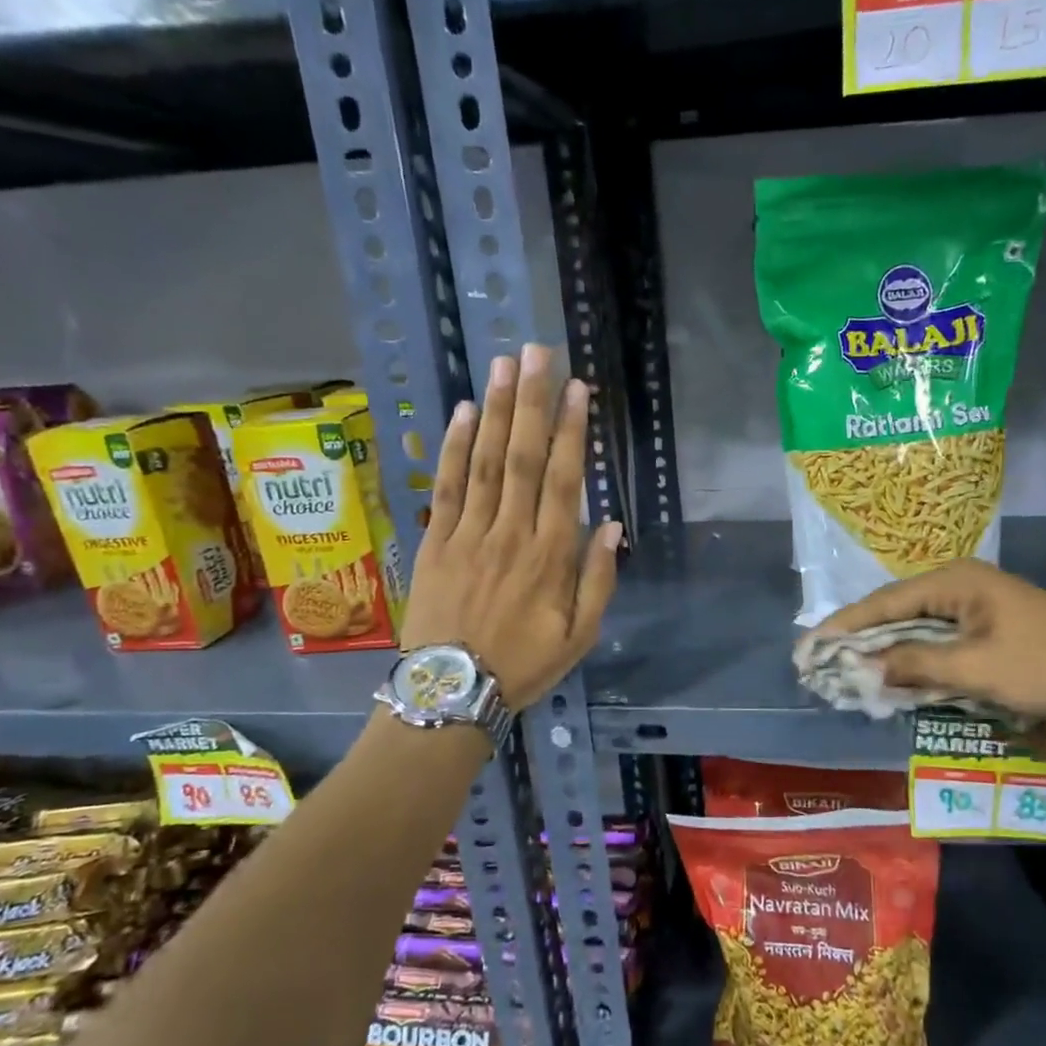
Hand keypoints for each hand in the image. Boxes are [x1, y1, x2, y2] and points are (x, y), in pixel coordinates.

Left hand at [400, 344, 621, 710]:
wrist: (450, 692)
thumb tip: (610, 525)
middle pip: (523, 458)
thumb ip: (597, 580)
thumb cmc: (523, 664)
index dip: (571, 431)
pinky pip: (446, 486)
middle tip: (537, 353)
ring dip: (497, 411)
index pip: (563, 480)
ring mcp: (468, 534)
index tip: (576, 388)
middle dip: (532, 402)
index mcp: (549, 556)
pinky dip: (454, 447)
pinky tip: (464, 412)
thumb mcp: (579, 636)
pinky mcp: (435, 541)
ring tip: (504, 365)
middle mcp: (510, 533)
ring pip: (484, 462)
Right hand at [812, 559, 1045, 718]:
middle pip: (896, 610)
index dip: (846, 626)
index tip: (810, 645)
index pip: (884, 602)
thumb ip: (917, 664)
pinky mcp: (988, 623)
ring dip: (887, 648)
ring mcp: (975, 603)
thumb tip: (869, 666)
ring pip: (917, 625)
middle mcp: (959, 583)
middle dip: (861, 637)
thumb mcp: (977, 669)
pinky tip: (895, 672)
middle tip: (823, 659)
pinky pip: (939, 637)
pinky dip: (916, 655)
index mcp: (954, 581)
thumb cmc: (1044, 664)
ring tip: (848, 667)